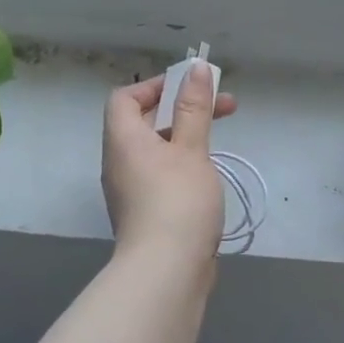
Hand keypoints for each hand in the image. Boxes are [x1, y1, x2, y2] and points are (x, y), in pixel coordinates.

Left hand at [101, 64, 238, 272]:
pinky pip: (159, 175)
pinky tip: (208, 176)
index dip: (156, 86)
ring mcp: (129, 190)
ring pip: (155, 150)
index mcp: (123, 139)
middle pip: (144, 121)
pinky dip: (181, 164)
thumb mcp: (191, 148)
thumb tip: (194, 69)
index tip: (190, 87)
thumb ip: (194, 108)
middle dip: (183, 109)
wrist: (165, 273)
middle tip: (224, 107)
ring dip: (185, 137)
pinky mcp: (144, 213)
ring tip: (221, 140)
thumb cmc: (177, 201)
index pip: (125, 97)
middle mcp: (119, 162)